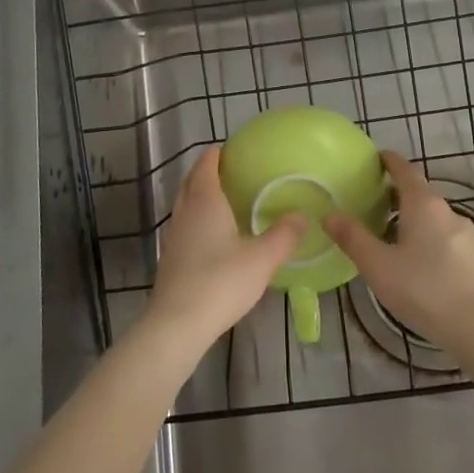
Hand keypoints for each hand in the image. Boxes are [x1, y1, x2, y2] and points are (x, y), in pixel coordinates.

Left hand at [144, 147, 305, 355]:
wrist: (177, 325)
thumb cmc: (220, 282)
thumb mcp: (262, 259)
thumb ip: (284, 235)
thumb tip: (302, 214)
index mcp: (205, 202)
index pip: (206, 165)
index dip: (217, 154)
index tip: (232, 148)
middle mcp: (185, 212)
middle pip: (192, 181)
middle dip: (206, 171)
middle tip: (231, 170)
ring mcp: (174, 236)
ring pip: (185, 203)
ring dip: (200, 195)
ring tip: (225, 199)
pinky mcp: (171, 258)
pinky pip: (185, 224)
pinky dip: (197, 218)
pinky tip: (214, 234)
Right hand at [328, 151, 473, 350]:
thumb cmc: (424, 289)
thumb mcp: (378, 265)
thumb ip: (353, 238)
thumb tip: (328, 214)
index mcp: (423, 204)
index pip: (405, 170)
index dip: (389, 161)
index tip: (375, 157)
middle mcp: (447, 212)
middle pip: (419, 193)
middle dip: (396, 194)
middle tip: (371, 203)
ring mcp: (465, 235)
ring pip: (433, 218)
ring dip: (412, 219)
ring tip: (390, 236)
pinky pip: (444, 238)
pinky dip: (427, 239)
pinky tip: (417, 262)